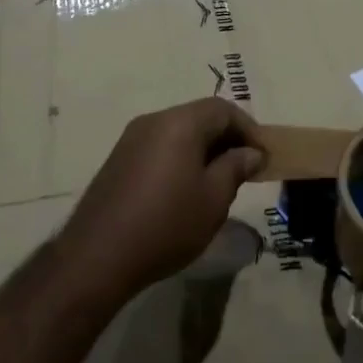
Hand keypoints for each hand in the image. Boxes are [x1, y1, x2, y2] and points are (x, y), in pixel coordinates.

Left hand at [57, 98, 265, 306]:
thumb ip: (235, 168)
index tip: (263, 156)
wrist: (99, 254)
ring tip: (219, 182)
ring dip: (203, 149)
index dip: (248, 128)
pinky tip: (185, 190)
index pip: (222, 109)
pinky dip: (180, 157)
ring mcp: (133, 137)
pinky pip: (160, 146)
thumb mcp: (213, 199)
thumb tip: (251, 152)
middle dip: (226, 138)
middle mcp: (155, 119)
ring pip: (179, 131)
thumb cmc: (166, 224)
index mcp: (180, 122)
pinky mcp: (120, 158)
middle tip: (245, 169)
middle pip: (199, 116)